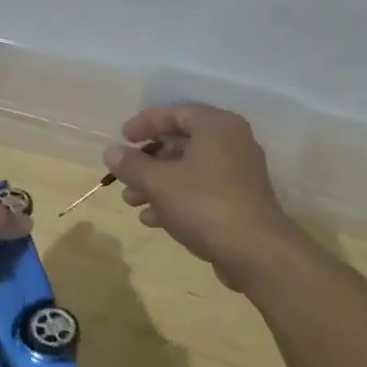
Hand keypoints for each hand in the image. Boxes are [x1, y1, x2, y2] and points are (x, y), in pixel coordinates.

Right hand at [107, 105, 302, 289]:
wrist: (256, 252)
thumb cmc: (205, 204)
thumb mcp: (159, 182)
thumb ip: (132, 164)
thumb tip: (111, 152)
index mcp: (217, 127)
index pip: (175, 113)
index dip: (145, 124)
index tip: (122, 137)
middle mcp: (231, 143)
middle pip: (181, 143)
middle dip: (148, 161)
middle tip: (124, 174)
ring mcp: (238, 174)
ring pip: (188, 170)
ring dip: (157, 183)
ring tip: (131, 201)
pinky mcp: (239, 201)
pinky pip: (200, 191)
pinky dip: (176, 199)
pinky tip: (152, 219)